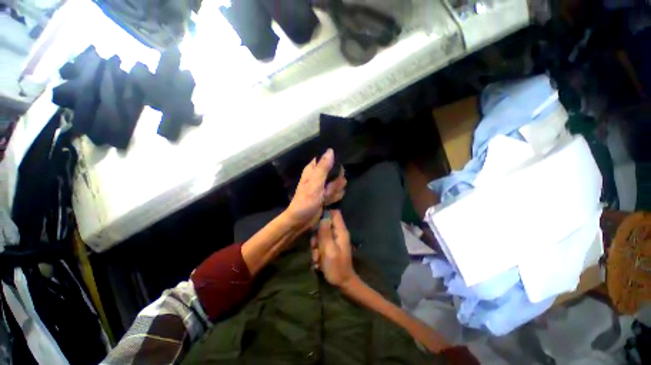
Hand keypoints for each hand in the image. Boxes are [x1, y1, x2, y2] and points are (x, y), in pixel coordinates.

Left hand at [285, 149, 344, 231]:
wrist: (301, 220)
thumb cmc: (305, 201)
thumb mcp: (315, 183)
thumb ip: (323, 167)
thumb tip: (331, 150)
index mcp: (314, 170)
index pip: (329, 159)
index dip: (334, 165)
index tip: (334, 174)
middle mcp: (320, 176)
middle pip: (338, 172)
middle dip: (335, 183)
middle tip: (326, 190)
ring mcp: (325, 186)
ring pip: (340, 183)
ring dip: (334, 192)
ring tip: (324, 198)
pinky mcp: (328, 195)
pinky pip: (339, 192)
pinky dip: (334, 198)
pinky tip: (326, 202)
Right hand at [311, 210, 356, 287]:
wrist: (342, 283)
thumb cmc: (336, 267)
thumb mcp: (329, 250)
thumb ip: (326, 233)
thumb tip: (324, 217)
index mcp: (341, 231)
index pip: (335, 213)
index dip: (325, 213)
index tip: (315, 221)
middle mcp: (338, 233)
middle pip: (325, 224)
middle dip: (317, 234)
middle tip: (315, 245)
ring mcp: (334, 240)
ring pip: (321, 234)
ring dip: (316, 245)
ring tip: (317, 257)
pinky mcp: (330, 246)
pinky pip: (321, 243)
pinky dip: (317, 250)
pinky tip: (318, 260)